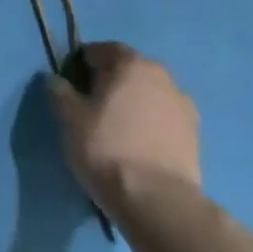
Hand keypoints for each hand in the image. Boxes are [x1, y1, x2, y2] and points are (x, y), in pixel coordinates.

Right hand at [47, 42, 200, 218]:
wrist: (157, 201)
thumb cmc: (106, 147)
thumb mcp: (68, 116)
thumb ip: (59, 90)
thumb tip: (56, 80)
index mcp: (132, 64)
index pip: (103, 50)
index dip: (83, 63)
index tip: (71, 83)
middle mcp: (164, 78)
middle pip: (130, 71)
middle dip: (111, 82)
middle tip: (91, 104)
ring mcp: (185, 109)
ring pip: (149, 96)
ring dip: (133, 104)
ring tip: (115, 128)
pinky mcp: (196, 139)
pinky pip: (163, 120)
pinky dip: (149, 125)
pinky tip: (136, 145)